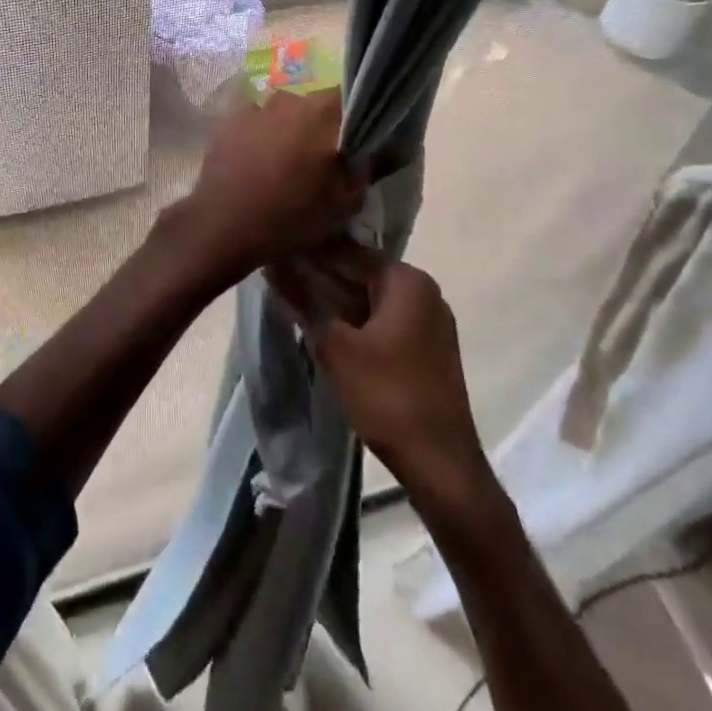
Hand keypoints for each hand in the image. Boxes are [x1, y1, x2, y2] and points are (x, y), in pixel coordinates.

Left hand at [173, 88, 366, 281]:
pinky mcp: (227, 124)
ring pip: (283, 115)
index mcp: (321, 111)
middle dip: (322, 127)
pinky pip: (255, 125)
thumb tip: (389, 147)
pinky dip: (261, 138)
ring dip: (289, 132)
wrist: (224, 225)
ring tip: (287, 165)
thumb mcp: (344, 200)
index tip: (359, 141)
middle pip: (314, 106)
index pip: (350, 97)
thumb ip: (370, 167)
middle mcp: (287, 99)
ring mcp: (253, 109)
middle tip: (323, 159)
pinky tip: (258, 165)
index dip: (357, 117)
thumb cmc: (292, 213)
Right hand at [268, 241, 482, 492]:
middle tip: (272, 268)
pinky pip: (379, 319)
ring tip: (286, 291)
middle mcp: (422, 291)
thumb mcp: (335, 346)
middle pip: (359, 272)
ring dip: (331, 297)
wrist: (440, 464)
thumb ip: (302, 300)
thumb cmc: (386, 395)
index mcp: (406, 280)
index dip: (306, 249)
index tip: (271, 246)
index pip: (347, 250)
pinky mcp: (423, 348)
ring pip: (367, 297)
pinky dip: (350, 318)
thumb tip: (271, 265)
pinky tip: (318, 321)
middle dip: (317, 273)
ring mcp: (426, 321)